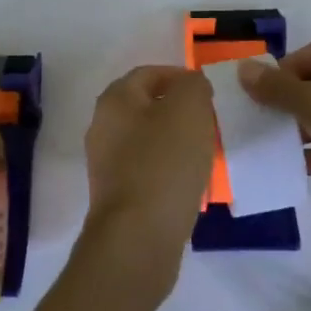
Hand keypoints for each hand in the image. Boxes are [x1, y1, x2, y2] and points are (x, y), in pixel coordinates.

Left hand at [80, 66, 216, 291]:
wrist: (138, 237)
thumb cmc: (164, 163)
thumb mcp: (189, 108)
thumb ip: (193, 85)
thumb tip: (191, 86)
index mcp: (115, 99)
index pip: (149, 73)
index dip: (180, 77)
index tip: (208, 93)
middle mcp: (102, 126)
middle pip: (146, 106)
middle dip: (178, 111)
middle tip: (208, 122)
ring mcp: (106, 163)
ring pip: (147, 139)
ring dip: (175, 142)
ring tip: (204, 153)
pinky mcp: (116, 195)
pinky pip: (147, 170)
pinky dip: (168, 170)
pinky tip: (189, 183)